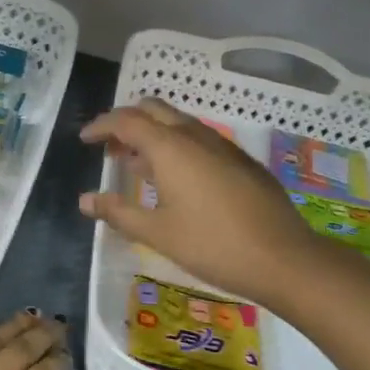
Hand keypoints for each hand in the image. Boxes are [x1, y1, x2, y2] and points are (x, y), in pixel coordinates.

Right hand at [79, 96, 332, 310]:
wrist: (285, 259)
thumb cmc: (213, 245)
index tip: (84, 139)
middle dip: (126, 122)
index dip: (101, 126)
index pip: (126, 120)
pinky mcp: (241, 161)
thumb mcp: (158, 233)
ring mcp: (222, 146)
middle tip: (110, 148)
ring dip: (152, 134)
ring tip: (136, 166)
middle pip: (153, 110)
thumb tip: (84, 200)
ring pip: (178, 123)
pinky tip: (175, 181)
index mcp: (170, 147)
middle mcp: (195, 136)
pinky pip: (198, 140)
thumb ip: (118, 212)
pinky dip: (176, 147)